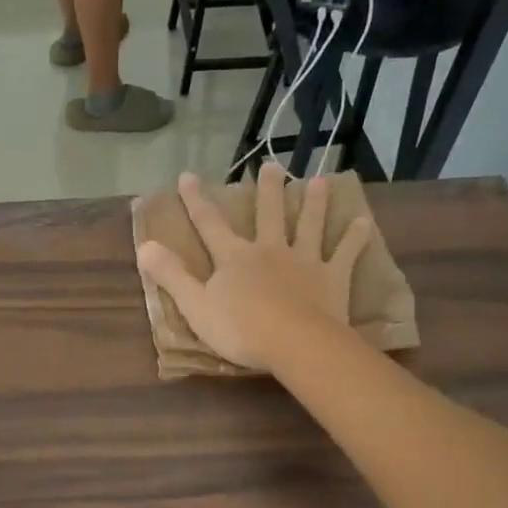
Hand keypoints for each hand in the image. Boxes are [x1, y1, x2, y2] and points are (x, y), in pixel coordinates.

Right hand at [137, 163, 373, 370]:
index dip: (197, 201)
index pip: (210, 225)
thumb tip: (144, 246)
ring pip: (308, 225)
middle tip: (270, 165)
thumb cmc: (239, 329)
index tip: (187, 175)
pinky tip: (363, 222)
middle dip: (266, 190)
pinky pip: (345, 253)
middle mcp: (269, 250)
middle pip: (267, 214)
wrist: (293, 342)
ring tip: (319, 181)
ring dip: (313, 203)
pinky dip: (354, 238)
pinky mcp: (331, 277)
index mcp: (233, 258)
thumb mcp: (194, 305)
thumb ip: (171, 275)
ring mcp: (303, 261)